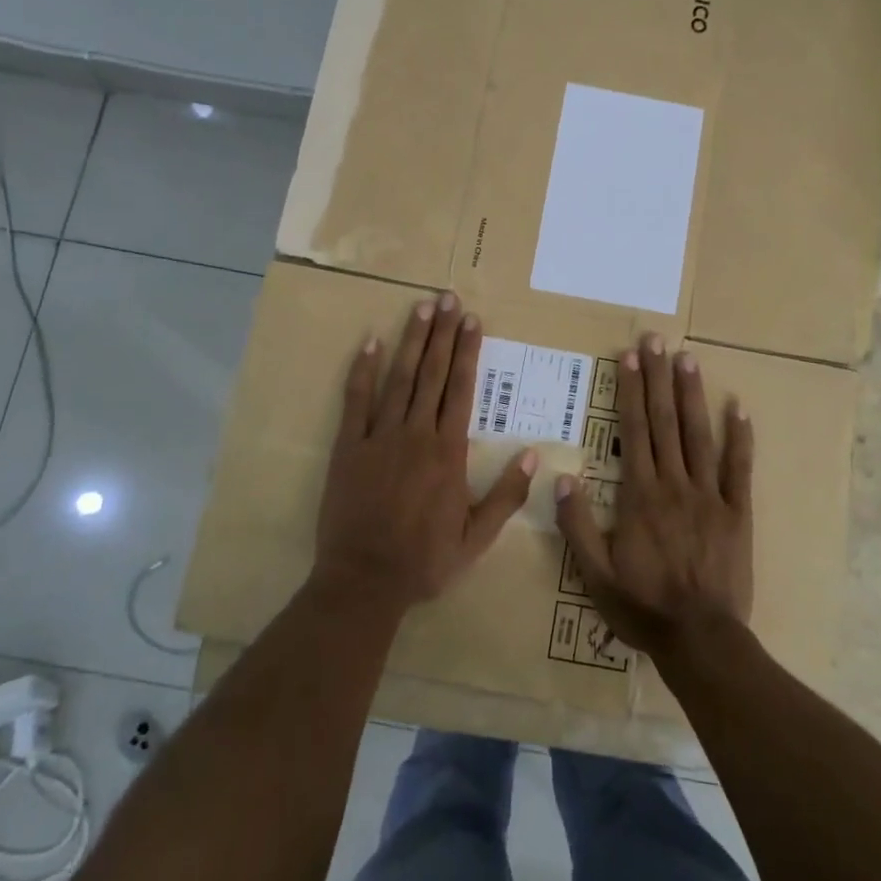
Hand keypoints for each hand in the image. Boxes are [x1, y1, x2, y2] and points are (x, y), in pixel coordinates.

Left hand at [313, 293, 536, 610]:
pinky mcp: (348, 447)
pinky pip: (356, 401)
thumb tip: (533, 455)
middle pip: (432, 374)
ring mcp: (379, 437)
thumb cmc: (424, 561)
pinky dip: (363, 370)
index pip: (461, 390)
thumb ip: (506, 495)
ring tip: (420, 308)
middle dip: (442, 334)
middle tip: (448, 298)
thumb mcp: (476, 538)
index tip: (472, 320)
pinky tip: (370, 342)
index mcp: (448, 453)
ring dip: (411, 341)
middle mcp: (416, 435)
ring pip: (399, 379)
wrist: (364, 582)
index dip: (467, 352)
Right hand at [555, 335, 753, 658]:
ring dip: (691, 394)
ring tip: (687, 358)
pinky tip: (738, 407)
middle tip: (655, 340)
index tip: (629, 357)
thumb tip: (562, 478)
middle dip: (657, 378)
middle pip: (664, 422)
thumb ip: (577, 525)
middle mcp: (674, 484)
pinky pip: (738, 469)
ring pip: (698, 435)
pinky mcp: (737, 512)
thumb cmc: (643, 607)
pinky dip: (739, 437)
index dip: (631, 391)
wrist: (701, 639)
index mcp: (640, 495)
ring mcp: (709, 496)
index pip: (634, 431)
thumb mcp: (594, 575)